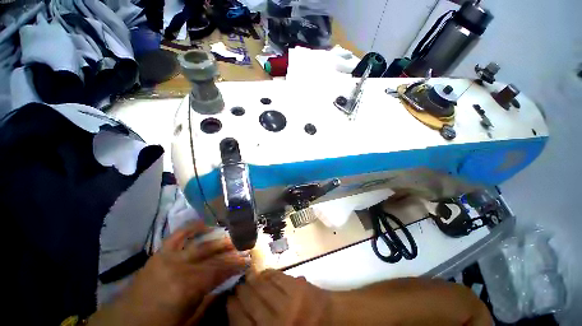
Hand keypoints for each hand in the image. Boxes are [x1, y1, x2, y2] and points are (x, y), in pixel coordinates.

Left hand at [89, 221, 248, 325]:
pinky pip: (178, 235)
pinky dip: (192, 227)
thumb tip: (228, 284)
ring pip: (201, 243)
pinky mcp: (160, 253)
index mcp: (188, 286)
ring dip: (219, 238)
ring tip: (232, 235)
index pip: (221, 269)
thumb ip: (209, 301)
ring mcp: (169, 257)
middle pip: (213, 253)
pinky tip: (205, 223)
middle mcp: (181, 266)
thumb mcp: (188, 323)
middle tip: (245, 244)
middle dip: (232, 248)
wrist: (123, 323)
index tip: (249, 258)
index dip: (237, 263)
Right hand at [227, 270, 330, 325]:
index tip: (228, 300)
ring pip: (262, 287)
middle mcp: (276, 322)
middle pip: (250, 302)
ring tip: (248, 275)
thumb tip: (241, 313)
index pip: (241, 323)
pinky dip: (268, 273)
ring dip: (253, 279)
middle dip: (241, 292)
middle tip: (238, 285)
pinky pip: (277, 276)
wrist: (329, 319)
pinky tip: (264, 272)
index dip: (232, 309)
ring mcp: (288, 303)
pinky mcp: (297, 287)